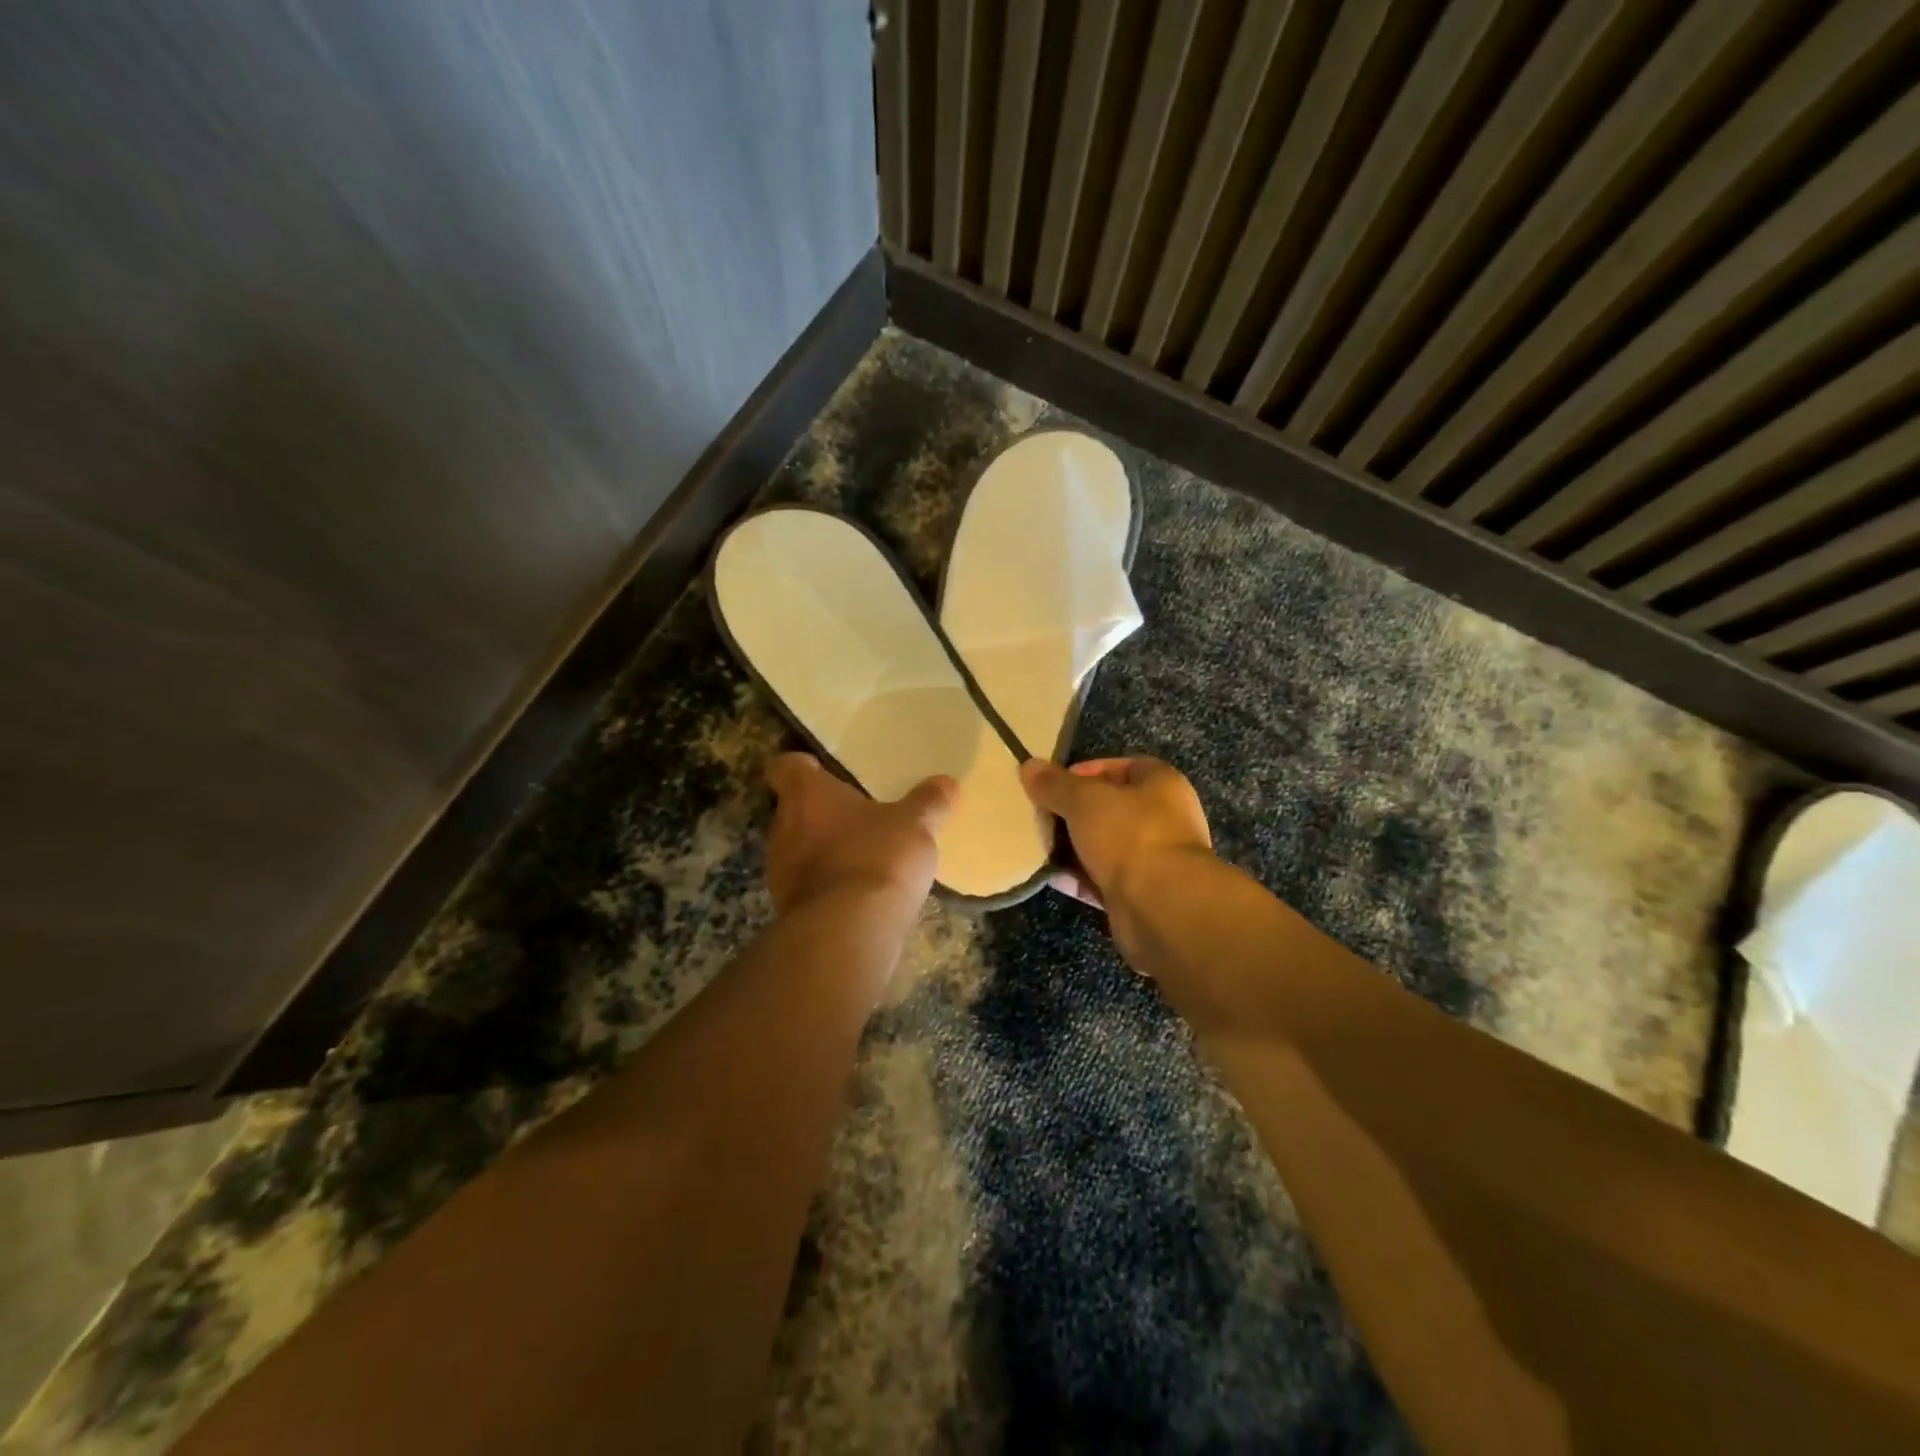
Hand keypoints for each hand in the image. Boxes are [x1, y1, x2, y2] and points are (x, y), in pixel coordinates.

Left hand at [765, 753, 954, 918]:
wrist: (848, 932)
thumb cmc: (876, 857)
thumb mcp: (914, 824)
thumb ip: (928, 802)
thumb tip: (947, 782)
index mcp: (805, 795)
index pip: (785, 768)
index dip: (800, 766)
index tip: (820, 770)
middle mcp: (783, 828)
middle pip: (793, 811)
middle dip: (820, 813)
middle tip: (855, 814)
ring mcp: (781, 873)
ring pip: (799, 850)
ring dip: (824, 851)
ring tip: (862, 855)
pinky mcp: (790, 910)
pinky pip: (809, 888)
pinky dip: (830, 886)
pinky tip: (860, 893)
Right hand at [1020, 757, 1211, 912]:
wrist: (1161, 906)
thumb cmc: (1129, 835)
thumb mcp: (1084, 800)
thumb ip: (1055, 784)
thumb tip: (1029, 766)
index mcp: (1161, 784)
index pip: (1122, 767)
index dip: (1087, 771)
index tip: (1055, 784)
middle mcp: (1163, 818)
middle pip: (1110, 808)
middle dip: (1074, 812)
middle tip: (1040, 815)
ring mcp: (1153, 859)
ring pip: (1105, 845)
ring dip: (1073, 846)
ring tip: (1038, 843)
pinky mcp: (1139, 893)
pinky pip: (1102, 878)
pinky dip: (1078, 877)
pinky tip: (1049, 876)